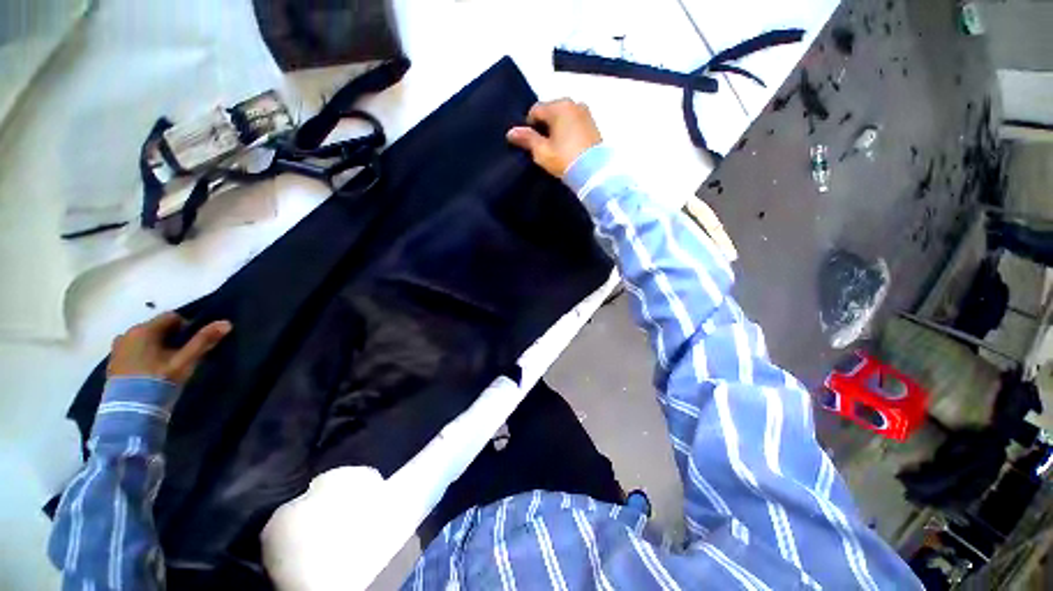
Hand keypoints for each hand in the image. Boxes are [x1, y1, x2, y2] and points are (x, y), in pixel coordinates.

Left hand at [107, 312, 231, 385]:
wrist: (130, 412)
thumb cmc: (159, 381)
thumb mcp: (185, 362)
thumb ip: (203, 341)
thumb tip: (226, 323)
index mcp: (144, 329)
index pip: (172, 317)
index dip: (186, 328)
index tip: (190, 345)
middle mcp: (127, 334)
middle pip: (156, 328)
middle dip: (169, 339)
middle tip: (180, 357)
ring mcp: (116, 349)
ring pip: (143, 340)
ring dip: (155, 347)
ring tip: (164, 366)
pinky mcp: (112, 363)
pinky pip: (132, 351)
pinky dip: (143, 357)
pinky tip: (149, 373)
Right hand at [507, 99, 601, 177]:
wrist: (594, 172)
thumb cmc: (564, 159)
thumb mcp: (542, 151)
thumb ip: (527, 139)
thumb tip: (511, 132)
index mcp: (558, 106)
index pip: (536, 109)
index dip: (529, 125)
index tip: (531, 142)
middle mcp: (573, 103)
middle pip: (551, 110)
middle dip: (545, 124)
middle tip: (543, 145)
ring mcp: (586, 113)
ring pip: (564, 115)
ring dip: (557, 126)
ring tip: (556, 146)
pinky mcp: (594, 124)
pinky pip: (575, 122)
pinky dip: (569, 129)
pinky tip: (568, 145)